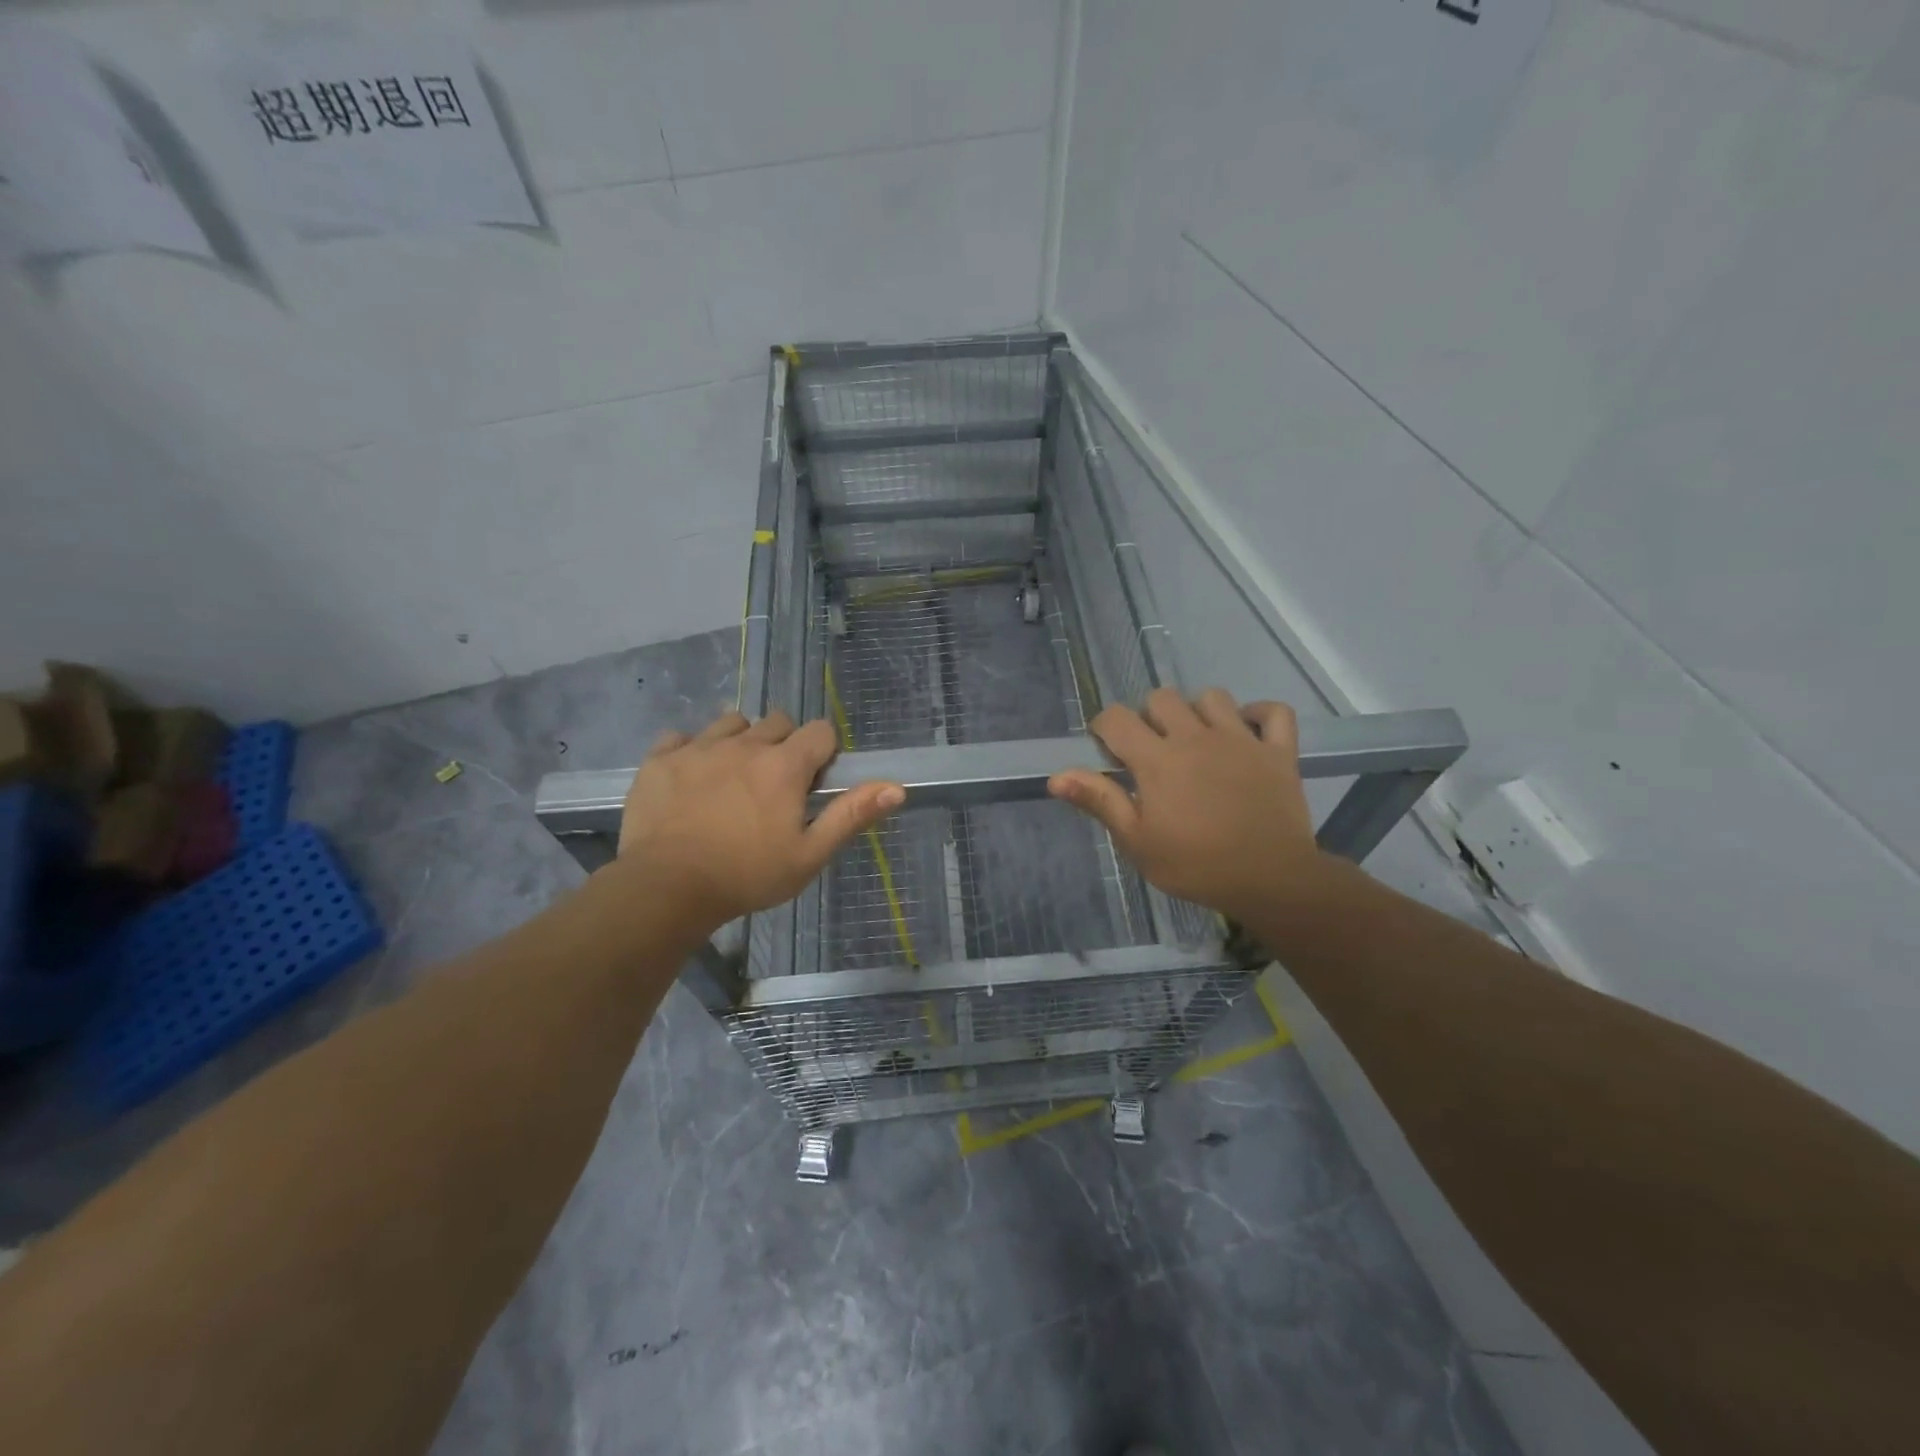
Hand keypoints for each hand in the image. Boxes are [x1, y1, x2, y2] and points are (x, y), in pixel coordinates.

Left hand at [613, 710, 903, 929]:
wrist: (665, 888)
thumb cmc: (746, 876)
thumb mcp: (809, 854)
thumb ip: (851, 815)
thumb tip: (896, 788)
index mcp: (784, 765)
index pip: (820, 731)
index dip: (823, 752)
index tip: (812, 783)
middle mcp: (744, 744)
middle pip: (777, 721)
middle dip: (784, 745)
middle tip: (774, 786)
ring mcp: (698, 747)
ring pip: (731, 723)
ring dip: (740, 742)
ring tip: (733, 778)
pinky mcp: (660, 759)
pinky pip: (681, 737)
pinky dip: (691, 751)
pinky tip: (691, 780)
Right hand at [1047, 688, 1327, 924]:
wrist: (1270, 881)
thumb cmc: (1195, 865)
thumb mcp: (1137, 841)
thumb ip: (1099, 801)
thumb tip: (1056, 777)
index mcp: (1157, 759)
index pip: (1116, 718)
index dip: (1105, 728)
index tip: (1110, 753)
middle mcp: (1196, 737)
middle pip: (1162, 698)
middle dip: (1148, 717)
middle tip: (1153, 751)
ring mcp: (1241, 740)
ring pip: (1212, 697)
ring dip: (1198, 712)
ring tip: (1197, 741)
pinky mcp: (1278, 751)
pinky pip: (1274, 712)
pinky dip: (1260, 715)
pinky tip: (1248, 732)